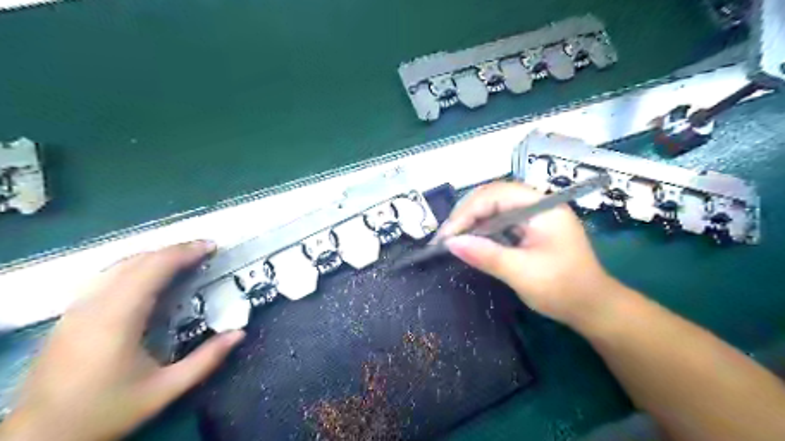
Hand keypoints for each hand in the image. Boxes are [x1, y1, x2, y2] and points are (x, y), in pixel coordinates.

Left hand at [0, 244, 244, 438]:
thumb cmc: (106, 411)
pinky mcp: (70, 315)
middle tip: (205, 250)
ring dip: (155, 256)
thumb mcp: (165, 390)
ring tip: (184, 259)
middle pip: (137, 261)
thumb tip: (239, 333)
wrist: (40, 438)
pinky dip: (135, 267)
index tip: (211, 247)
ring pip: (119, 265)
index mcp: (117, 319)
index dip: (184, 253)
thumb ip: (206, 360)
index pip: (153, 269)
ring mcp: (77, 308)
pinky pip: (107, 276)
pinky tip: (149, 276)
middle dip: (174, 250)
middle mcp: (94, 306)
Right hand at [441, 180, 619, 326]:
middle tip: (446, 238)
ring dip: (471, 222)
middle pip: (492, 197)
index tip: (447, 236)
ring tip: (453, 240)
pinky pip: (499, 222)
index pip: (495, 195)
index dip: (467, 212)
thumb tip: (451, 243)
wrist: (593, 308)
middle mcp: (537, 204)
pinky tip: (471, 242)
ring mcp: (534, 215)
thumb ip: (486, 255)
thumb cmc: (563, 289)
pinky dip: (482, 231)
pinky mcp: (529, 228)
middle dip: (466, 215)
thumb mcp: (522, 273)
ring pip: (493, 208)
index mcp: (542, 206)